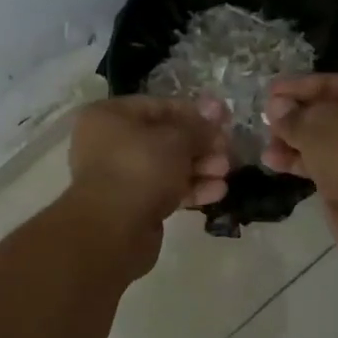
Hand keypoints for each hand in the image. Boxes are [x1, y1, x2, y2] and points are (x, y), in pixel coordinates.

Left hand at [64, 96, 231, 276]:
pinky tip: (217, 193)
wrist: (113, 230)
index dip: (195, 112)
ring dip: (200, 167)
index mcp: (110, 116)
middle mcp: (110, 143)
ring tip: (225, 173)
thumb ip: (198, 126)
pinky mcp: (132, 205)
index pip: (160, 106)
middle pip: (165, 138)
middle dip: (201, 144)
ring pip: (167, 166)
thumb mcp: (176, 139)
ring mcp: (120, 176)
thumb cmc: (141, 168)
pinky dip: (190, 189)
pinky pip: (165, 190)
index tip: (225, 119)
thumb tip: (215, 109)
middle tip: (227, 150)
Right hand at [262, 74, 337, 249]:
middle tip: (265, 117)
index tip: (269, 90)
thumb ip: (291, 114)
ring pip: (325, 139)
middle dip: (294, 116)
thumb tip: (275, 107)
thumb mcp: (314, 124)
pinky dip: (300, 160)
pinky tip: (271, 161)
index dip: (298, 86)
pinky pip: (325, 162)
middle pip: (329, 111)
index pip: (333, 83)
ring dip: (293, 140)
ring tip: (265, 143)